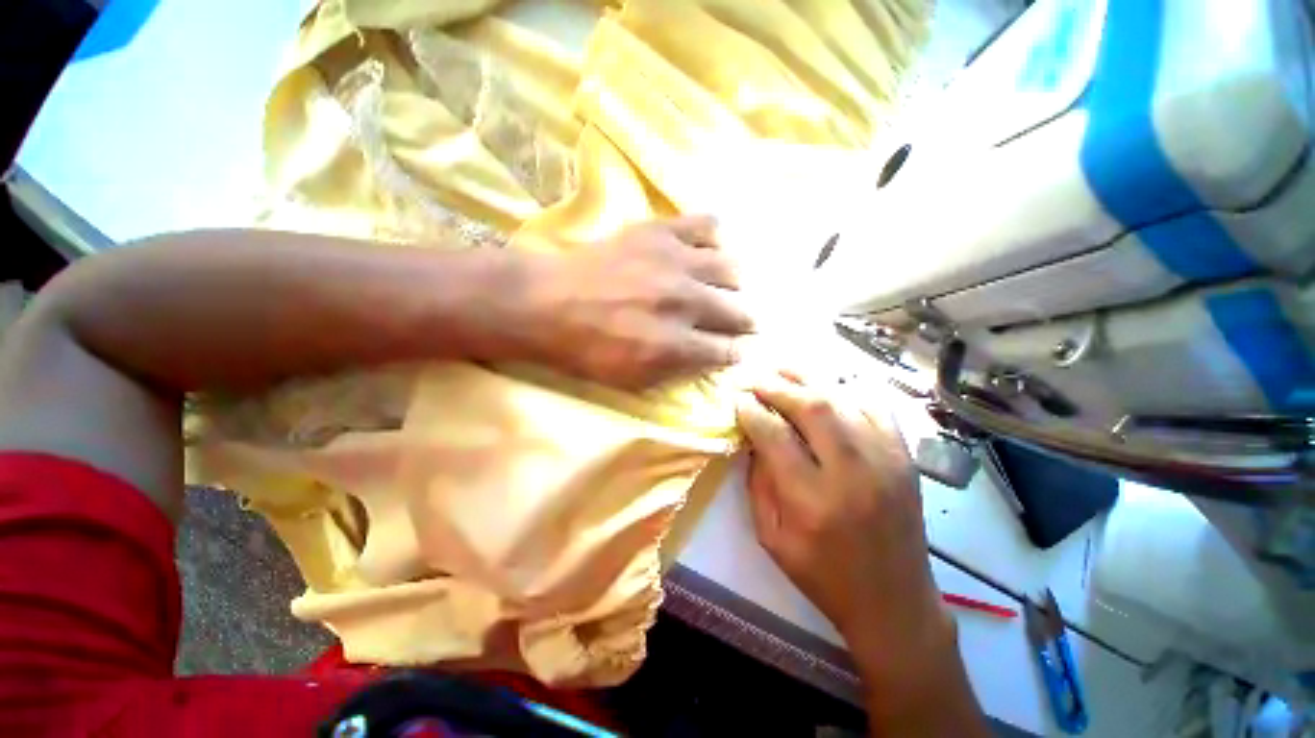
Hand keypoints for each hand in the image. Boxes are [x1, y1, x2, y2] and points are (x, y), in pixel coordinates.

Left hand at [522, 216, 753, 389]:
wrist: (545, 302)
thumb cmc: (586, 349)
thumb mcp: (631, 379)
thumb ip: (677, 370)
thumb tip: (713, 358)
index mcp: (674, 344)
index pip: (728, 350)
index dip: (736, 352)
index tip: (737, 349)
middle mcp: (683, 301)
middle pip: (738, 311)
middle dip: (743, 322)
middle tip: (737, 321)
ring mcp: (674, 261)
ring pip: (732, 270)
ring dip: (733, 285)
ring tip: (723, 288)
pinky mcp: (660, 231)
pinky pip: (707, 226)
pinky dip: (714, 239)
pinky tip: (705, 252)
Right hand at [735, 371, 953, 674]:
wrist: (895, 602)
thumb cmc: (823, 576)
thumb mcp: (771, 537)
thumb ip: (757, 481)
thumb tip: (751, 435)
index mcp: (812, 501)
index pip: (774, 435)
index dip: (750, 410)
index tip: (736, 399)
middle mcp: (852, 473)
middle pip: (811, 405)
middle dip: (775, 385)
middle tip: (753, 378)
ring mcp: (886, 460)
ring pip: (843, 397)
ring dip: (806, 378)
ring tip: (780, 370)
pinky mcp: (904, 456)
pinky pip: (875, 404)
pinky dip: (846, 387)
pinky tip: (824, 384)